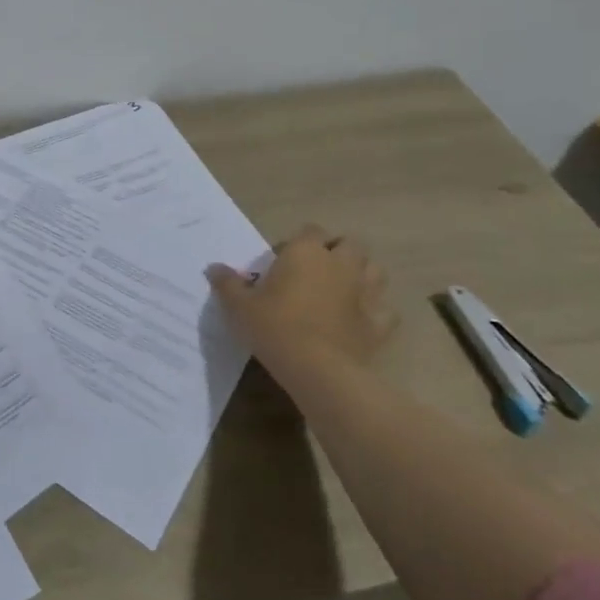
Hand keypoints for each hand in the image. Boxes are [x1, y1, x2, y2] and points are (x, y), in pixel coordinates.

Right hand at [207, 224, 393, 366]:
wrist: (317, 369)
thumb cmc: (274, 327)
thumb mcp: (239, 305)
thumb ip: (227, 283)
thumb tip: (213, 268)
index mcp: (306, 252)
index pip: (311, 230)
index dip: (300, 242)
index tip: (284, 260)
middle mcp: (340, 264)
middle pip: (350, 244)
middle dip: (339, 251)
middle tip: (318, 270)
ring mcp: (364, 293)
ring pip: (375, 271)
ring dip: (363, 274)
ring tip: (344, 288)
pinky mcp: (379, 323)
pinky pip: (386, 311)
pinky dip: (377, 312)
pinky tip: (362, 320)